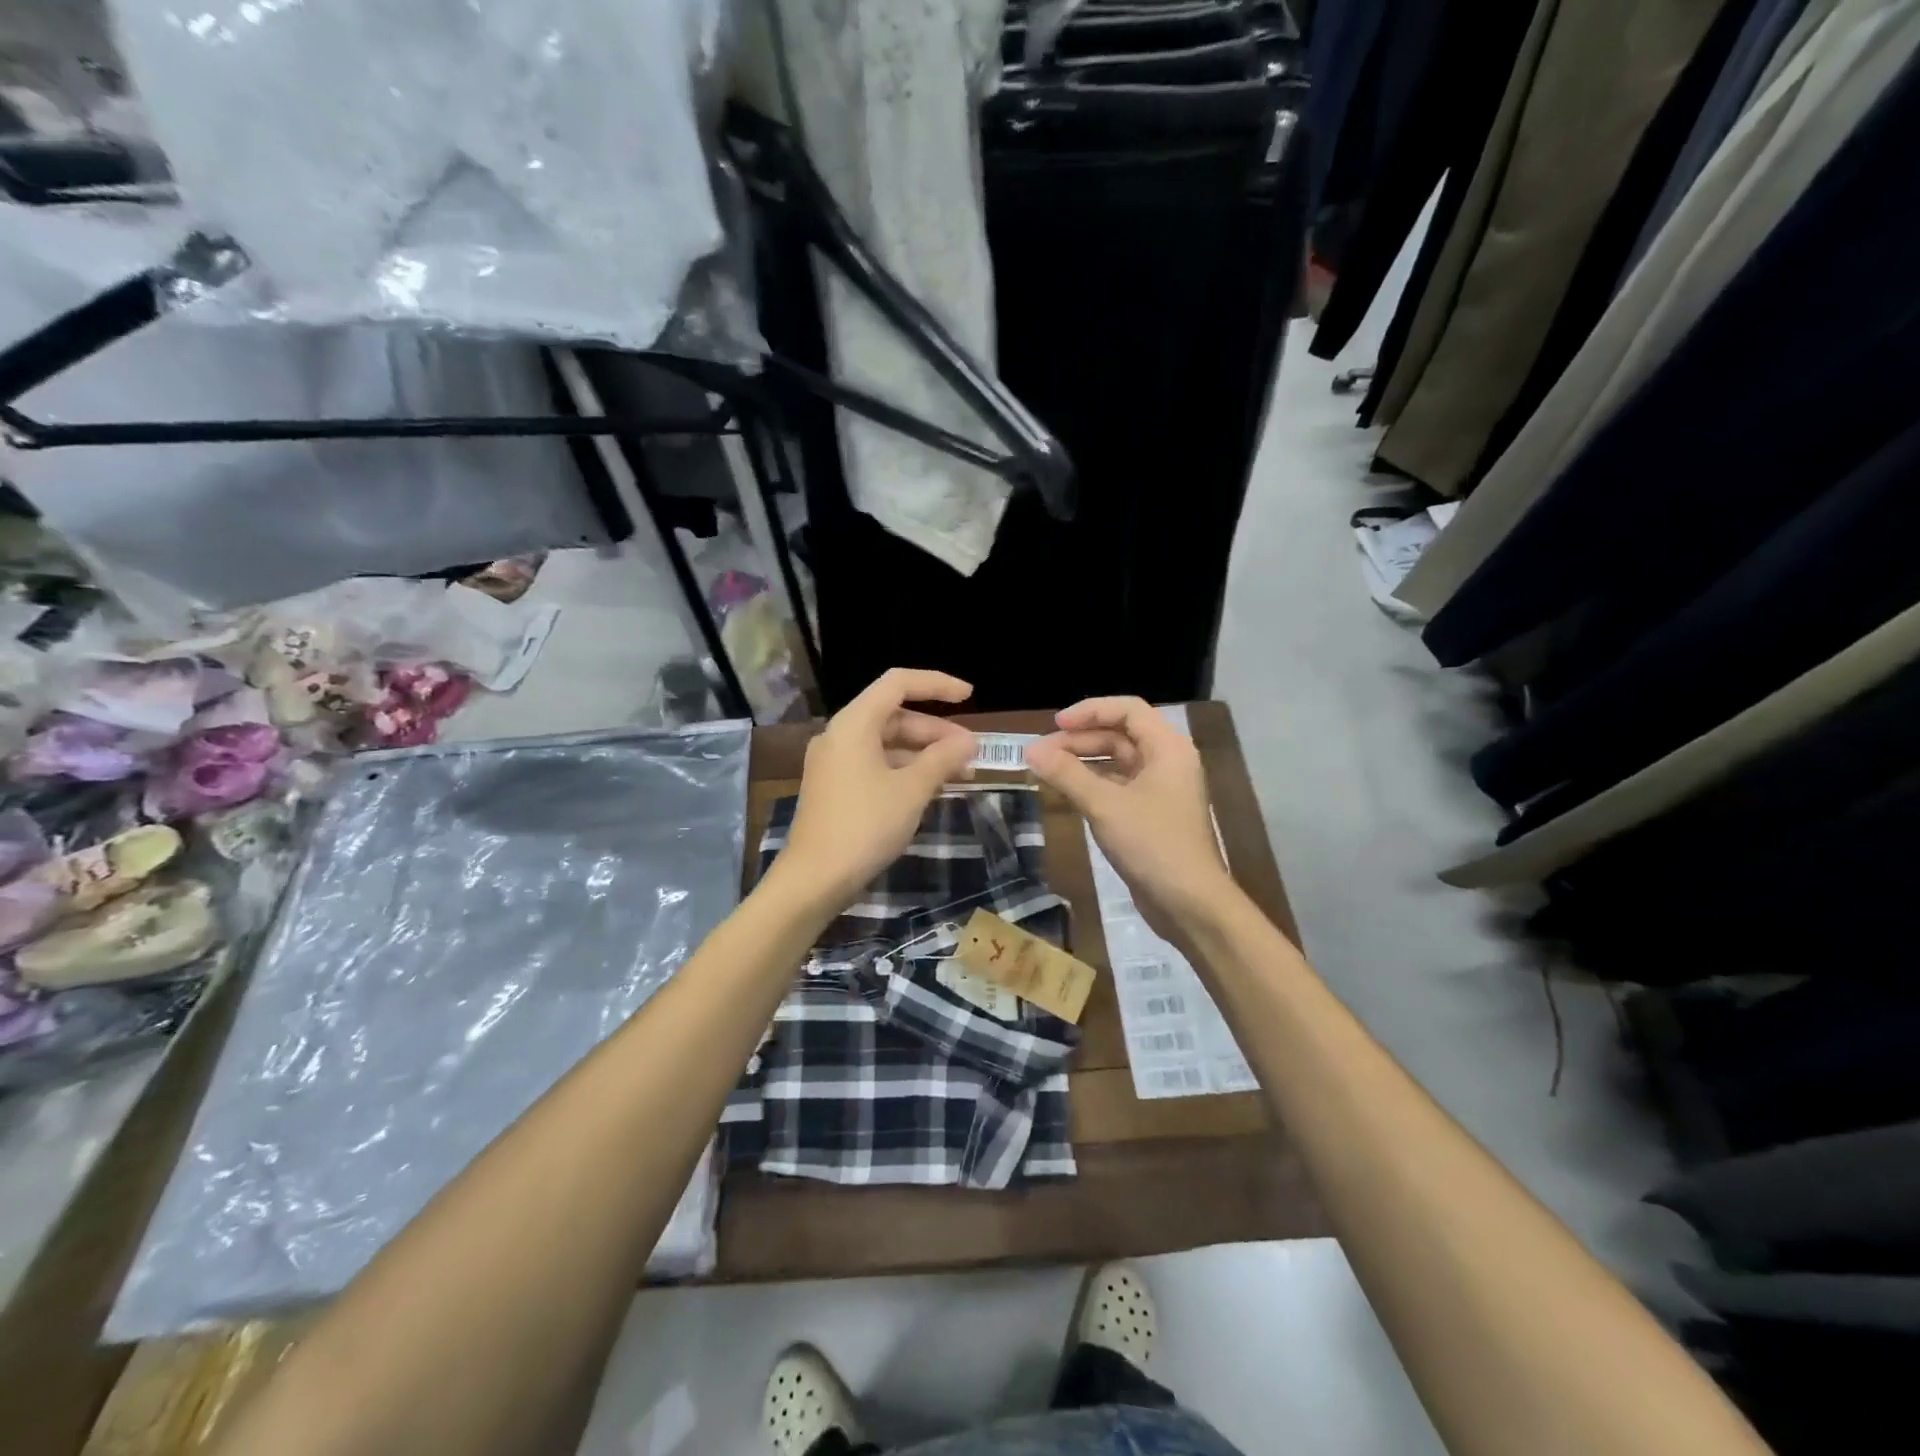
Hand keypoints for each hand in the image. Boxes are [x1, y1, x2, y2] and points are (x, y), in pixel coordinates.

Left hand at [777, 669, 977, 907]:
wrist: (814, 880)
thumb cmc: (865, 826)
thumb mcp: (912, 790)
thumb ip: (942, 759)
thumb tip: (968, 742)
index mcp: (854, 724)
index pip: (898, 683)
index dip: (936, 684)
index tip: (970, 696)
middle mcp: (840, 735)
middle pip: (895, 716)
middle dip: (936, 731)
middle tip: (971, 753)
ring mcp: (835, 763)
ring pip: (887, 744)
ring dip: (924, 754)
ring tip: (962, 774)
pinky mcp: (836, 788)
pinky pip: (877, 765)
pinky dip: (906, 771)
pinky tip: (932, 789)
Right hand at [1024, 697, 1236, 940]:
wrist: (1188, 903)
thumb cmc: (1152, 844)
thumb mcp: (1105, 805)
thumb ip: (1067, 774)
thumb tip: (1031, 751)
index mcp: (1167, 748)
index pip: (1128, 710)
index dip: (1090, 711)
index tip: (1055, 725)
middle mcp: (1167, 762)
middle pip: (1120, 735)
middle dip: (1080, 740)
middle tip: (1041, 753)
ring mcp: (1161, 790)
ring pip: (1117, 762)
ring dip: (1083, 762)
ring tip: (1047, 769)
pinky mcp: (1151, 815)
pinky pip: (1118, 787)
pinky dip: (1092, 784)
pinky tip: (1067, 792)